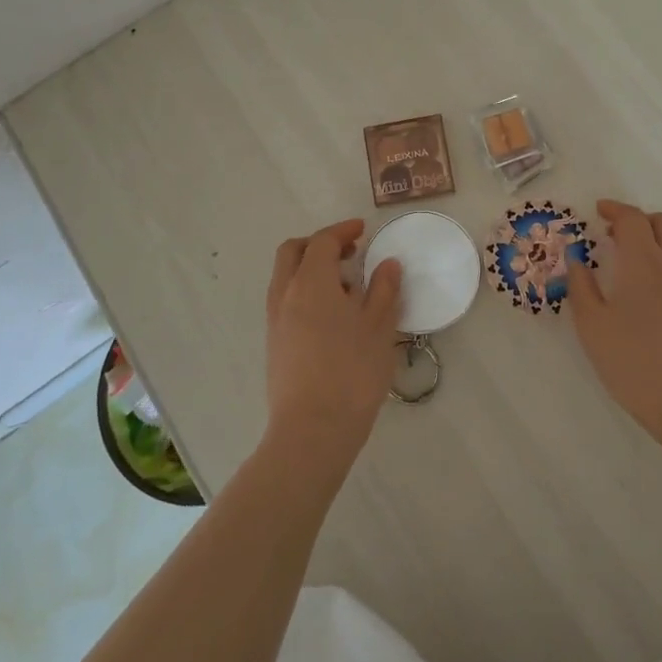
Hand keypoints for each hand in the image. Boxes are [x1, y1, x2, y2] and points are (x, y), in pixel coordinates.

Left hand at [264, 219, 402, 463]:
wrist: (312, 431)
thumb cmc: (352, 372)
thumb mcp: (380, 327)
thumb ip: (384, 290)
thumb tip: (387, 264)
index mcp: (311, 282)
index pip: (322, 241)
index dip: (343, 231)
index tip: (363, 231)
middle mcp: (285, 294)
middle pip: (292, 252)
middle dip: (319, 244)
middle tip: (349, 252)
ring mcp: (275, 321)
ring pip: (285, 277)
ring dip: (310, 269)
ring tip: (346, 288)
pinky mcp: (274, 345)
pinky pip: (285, 301)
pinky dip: (305, 293)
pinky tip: (332, 317)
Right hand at [567, 200, 661, 450]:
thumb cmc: (635, 363)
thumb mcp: (593, 326)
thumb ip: (581, 287)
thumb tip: (576, 258)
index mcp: (643, 261)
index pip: (632, 219)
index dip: (614, 210)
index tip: (598, 212)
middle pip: (661, 223)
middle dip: (637, 220)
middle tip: (614, 235)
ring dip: (655, 240)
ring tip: (633, 261)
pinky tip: (654, 291)